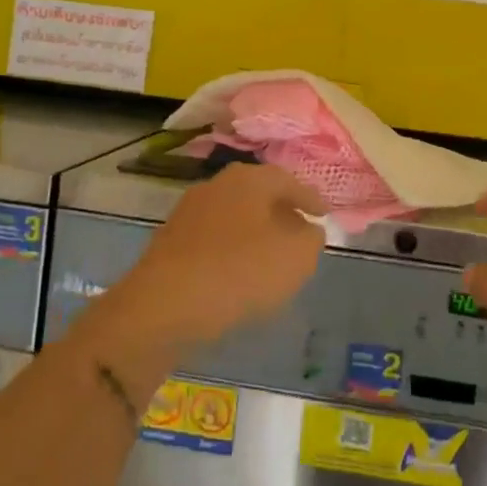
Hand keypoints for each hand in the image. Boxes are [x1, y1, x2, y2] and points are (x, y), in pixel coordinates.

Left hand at [110, 164, 325, 347]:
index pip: (288, 181)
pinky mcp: (169, 242)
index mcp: (249, 179)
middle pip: (258, 195)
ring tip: (270, 258)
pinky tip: (238, 275)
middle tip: (299, 233)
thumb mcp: (296, 258)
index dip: (310, 199)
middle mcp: (216, 185)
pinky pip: (213, 240)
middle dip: (281, 212)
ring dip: (254, 233)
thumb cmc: (239, 272)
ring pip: (234, 217)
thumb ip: (311, 239)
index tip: (324, 215)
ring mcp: (188, 212)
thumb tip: (307, 230)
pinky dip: (231, 251)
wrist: (162, 306)